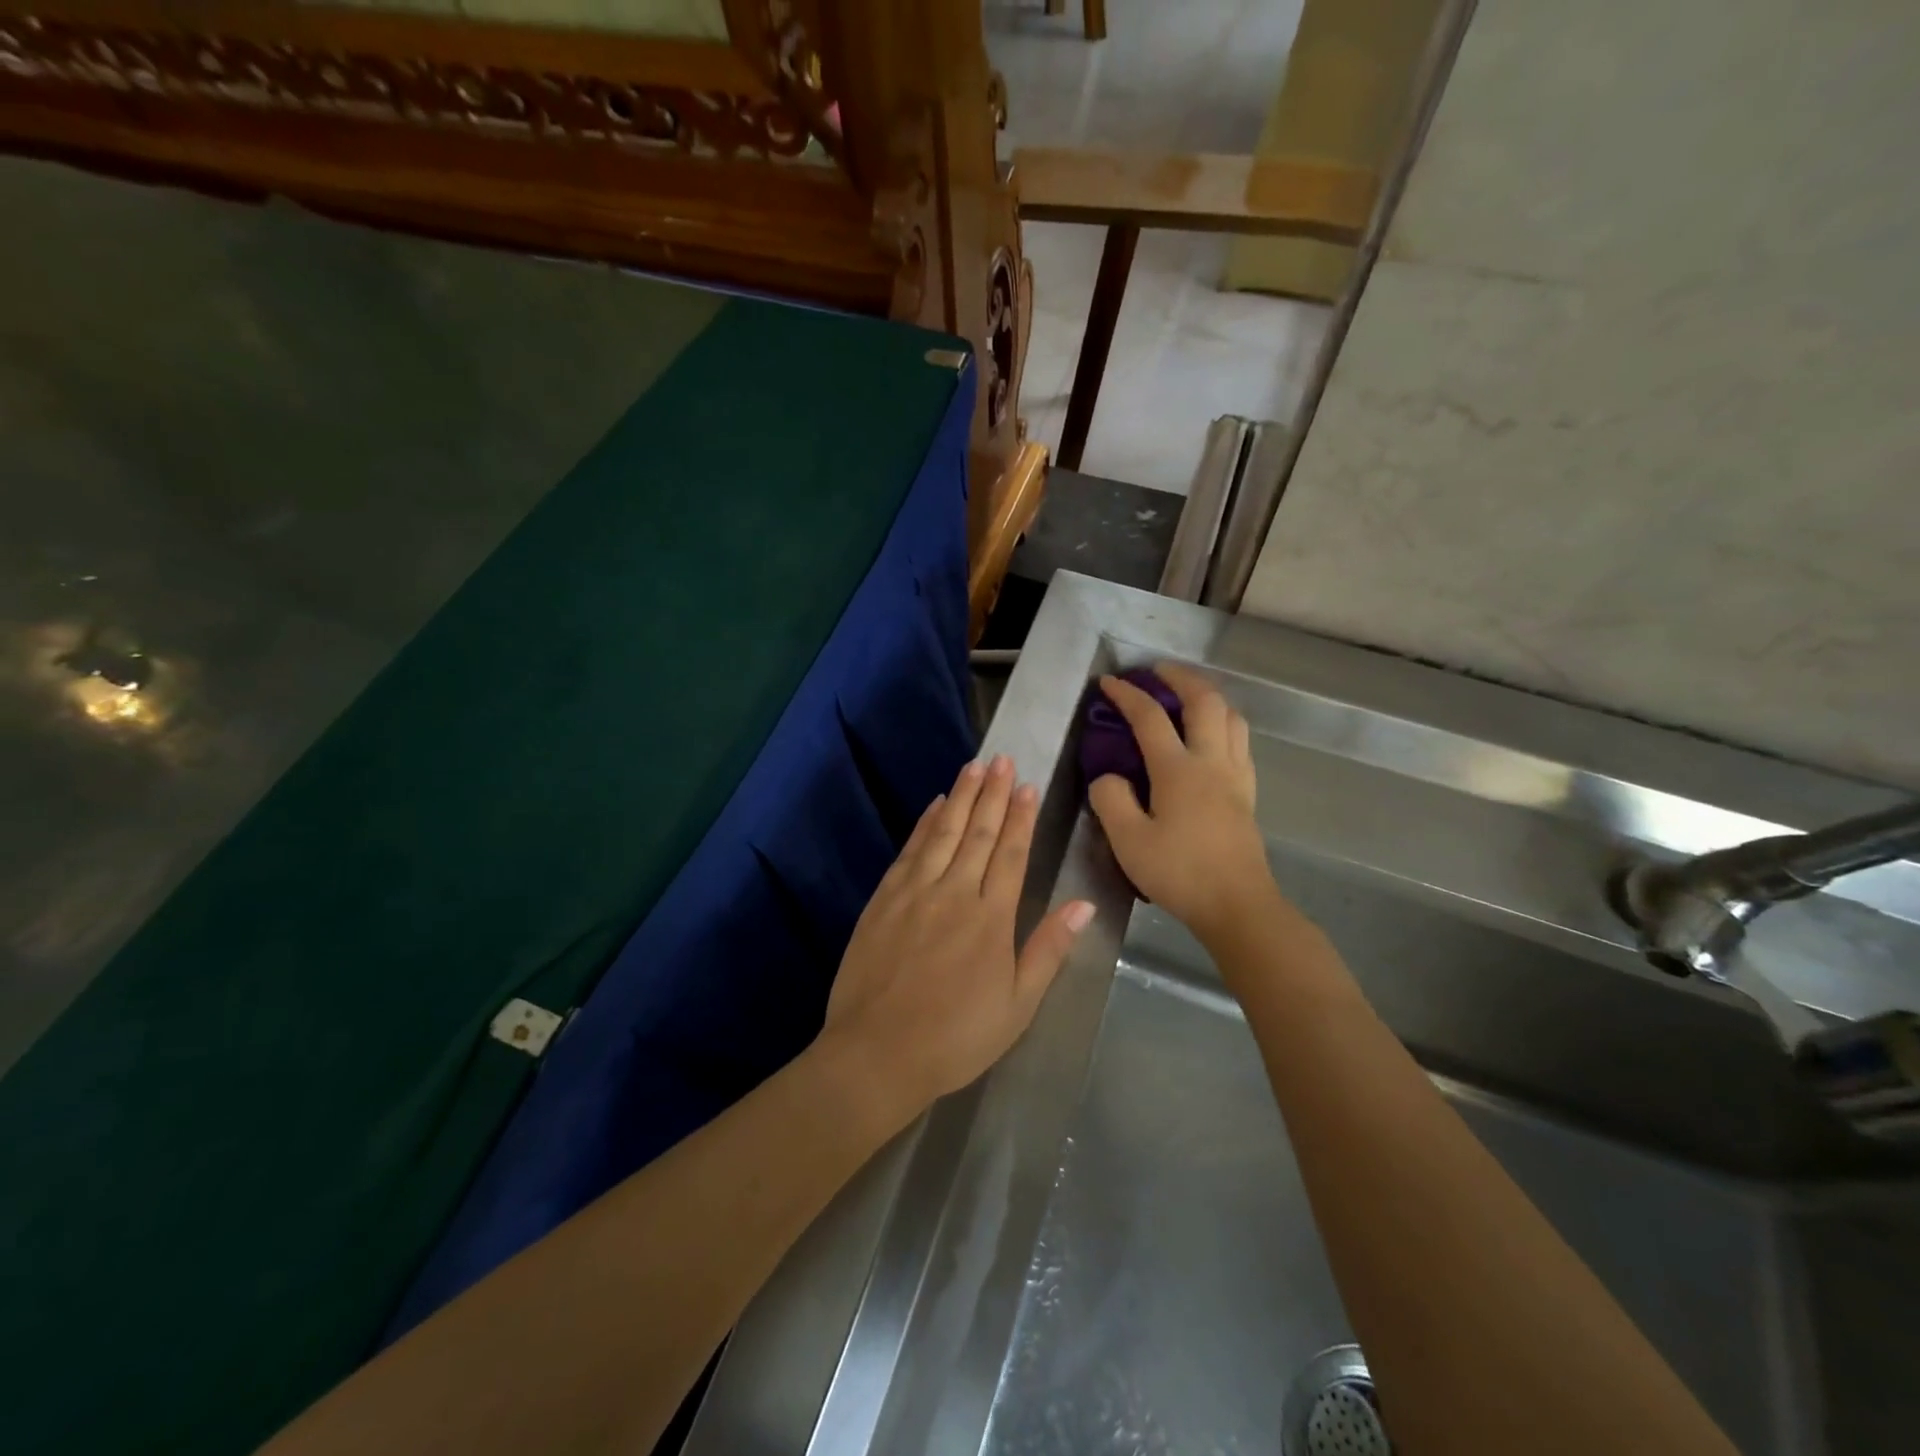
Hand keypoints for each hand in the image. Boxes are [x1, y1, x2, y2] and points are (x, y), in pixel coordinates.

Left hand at [820, 755, 1095, 1112]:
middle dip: (993, 794)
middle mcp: (954, 892)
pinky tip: (934, 807)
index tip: (1028, 786)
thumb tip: (1083, 906)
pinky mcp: (883, 899)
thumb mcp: (1017, 1005)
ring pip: (944, 833)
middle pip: (979, 833)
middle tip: (1003, 759)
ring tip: (974, 767)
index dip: (1021, 817)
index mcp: (991, 917)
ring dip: (961, 798)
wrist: (877, 1052)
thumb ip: (1048, 949)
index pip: (1012, 853)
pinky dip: (924, 825)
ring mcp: (915, 892)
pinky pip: (909, 851)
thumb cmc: (956, 1037)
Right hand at [1088, 662, 1275, 942]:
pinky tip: (1212, 737)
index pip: (1150, 717)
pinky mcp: (1247, 793)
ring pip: (1231, 717)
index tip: (1109, 682)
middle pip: (1205, 701)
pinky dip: (1224, 723)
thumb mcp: (1128, 841)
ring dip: (1209, 696)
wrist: (1237, 906)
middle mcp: (1212, 762)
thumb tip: (1109, 777)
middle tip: (1158, 672)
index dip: (1128, 694)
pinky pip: (1240, 741)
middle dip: (1180, 678)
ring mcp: (1235, 776)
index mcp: (1178, 770)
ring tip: (1187, 697)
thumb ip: (1111, 800)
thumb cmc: (1179, 873)